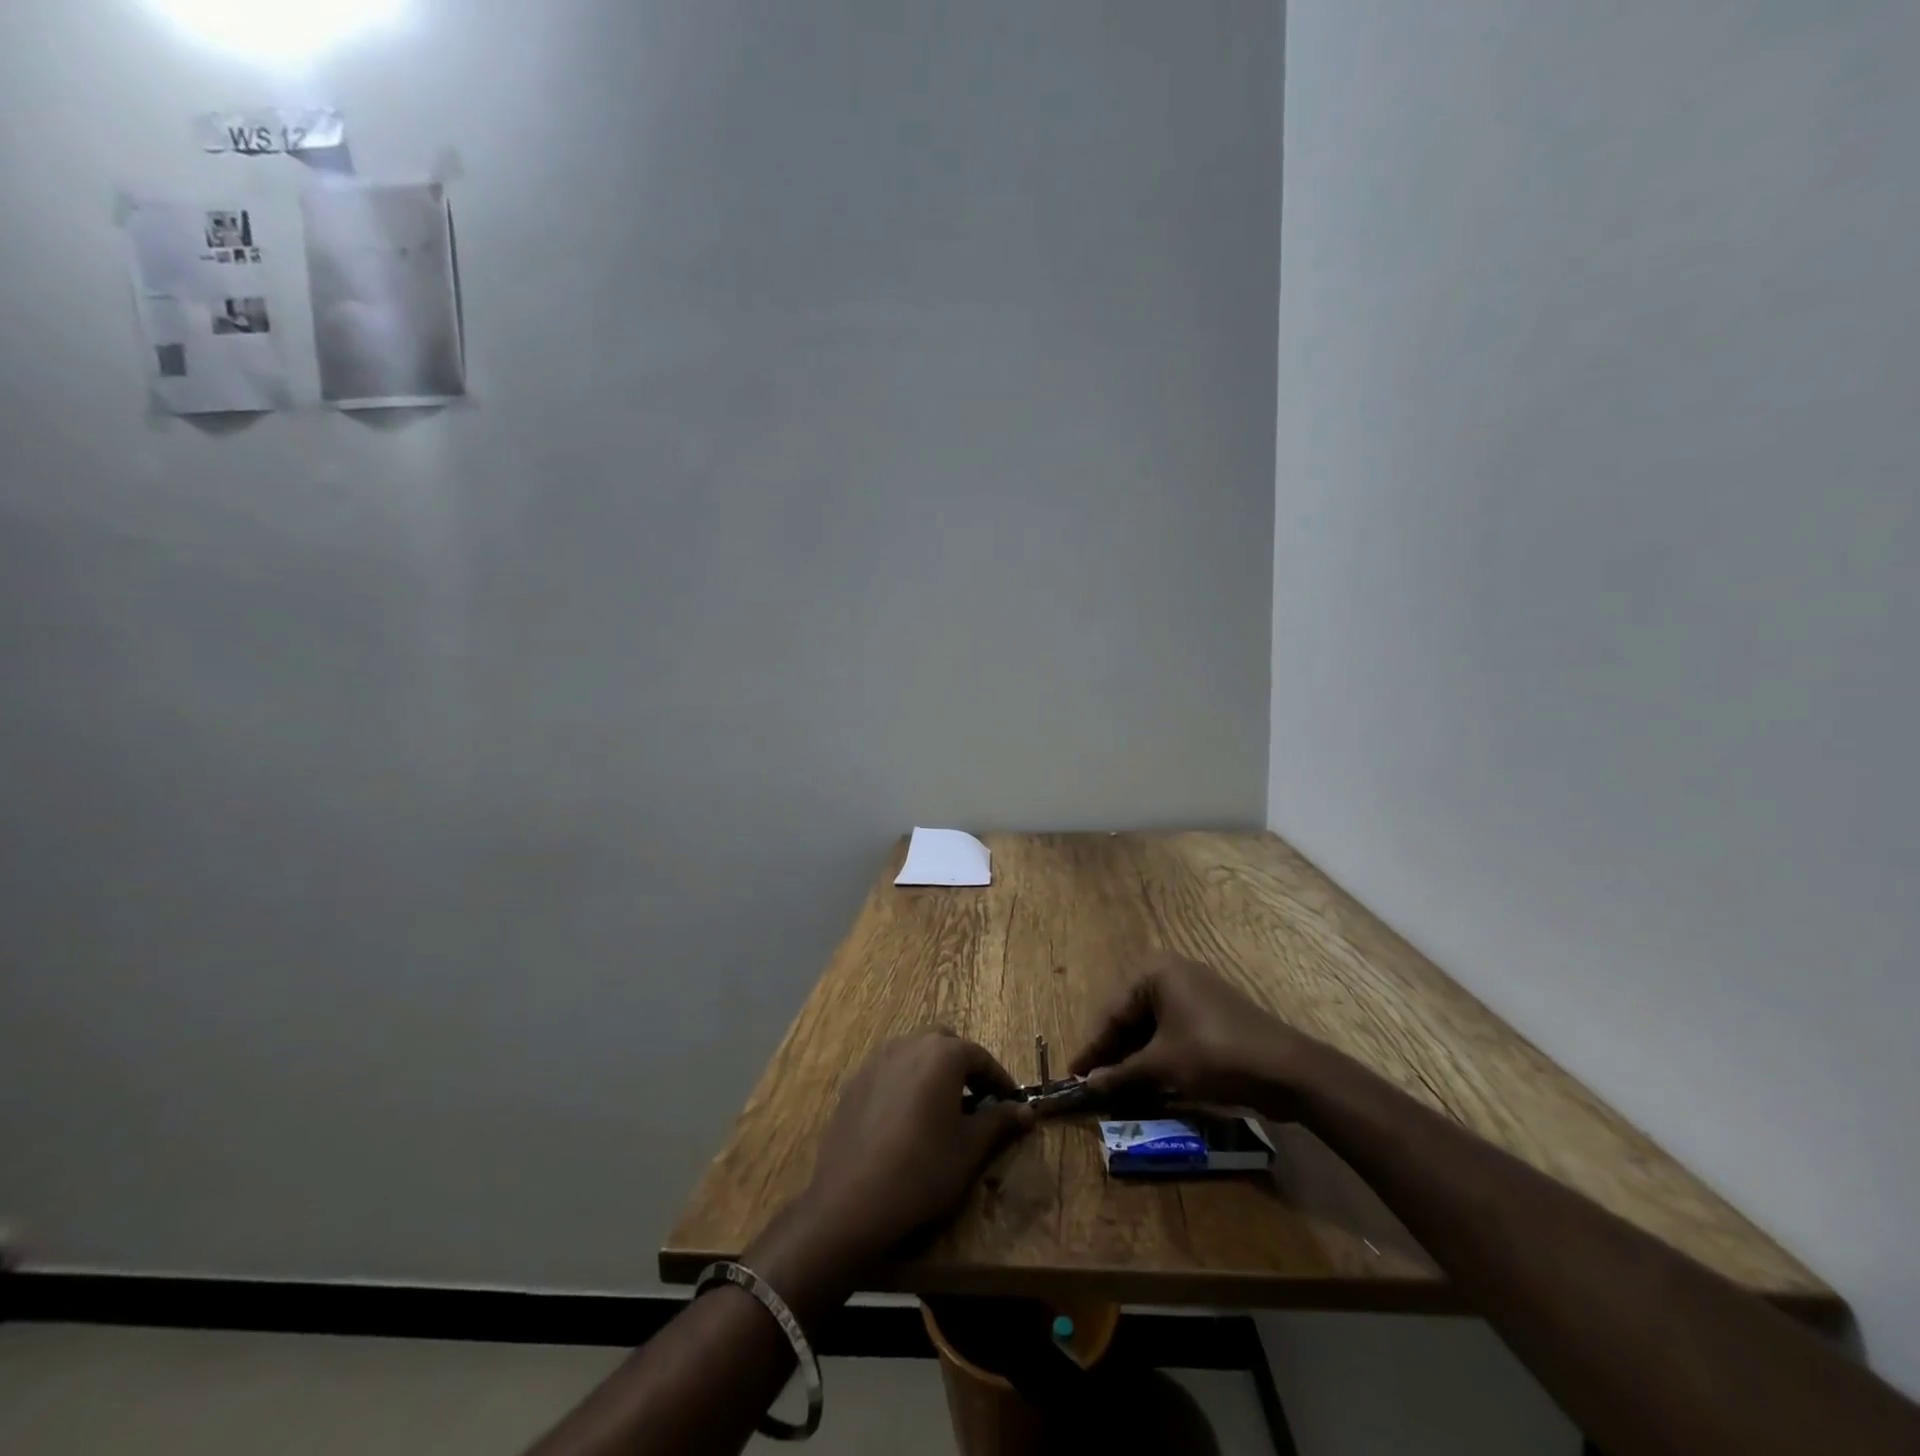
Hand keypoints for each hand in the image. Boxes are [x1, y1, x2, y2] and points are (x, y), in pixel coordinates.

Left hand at [796, 1031, 1033, 1268]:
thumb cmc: (922, 1170)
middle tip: (977, 1102)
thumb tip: (1026, 1111)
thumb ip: (999, 1122)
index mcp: (942, 1053)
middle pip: (945, 1044)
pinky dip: (905, 1083)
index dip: (999, 1080)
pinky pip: (890, 1071)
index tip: (1011, 1103)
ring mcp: (877, 1060)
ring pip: (914, 1053)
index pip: (980, 1057)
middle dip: (963, 1067)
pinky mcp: (855, 1081)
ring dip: (933, 1072)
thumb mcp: (969, 1149)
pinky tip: (906, 1120)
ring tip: (942, 1110)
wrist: (851, 1199)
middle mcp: (909, 1044)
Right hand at [1069, 954, 1319, 1115]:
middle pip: (1132, 1017)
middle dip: (1114, 1053)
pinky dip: (1159, 1056)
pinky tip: (1148, 1082)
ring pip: (1153, 1027)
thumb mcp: (1162, 1065)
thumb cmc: (1214, 1054)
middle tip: (1094, 1084)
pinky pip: (1173, 1033)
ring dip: (1136, 1058)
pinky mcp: (1213, 1016)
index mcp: (1155, 971)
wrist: (1286, 1069)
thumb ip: (1121, 1073)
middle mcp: (1173, 973)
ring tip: (1117, 1088)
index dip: (1093, 1047)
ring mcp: (1196, 993)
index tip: (1073, 1074)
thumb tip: (1088, 1084)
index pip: (1112, 1012)